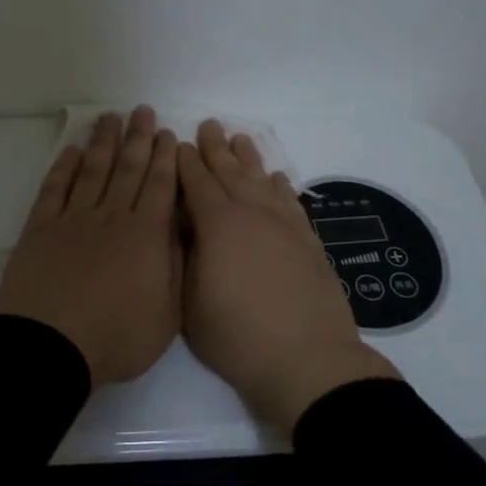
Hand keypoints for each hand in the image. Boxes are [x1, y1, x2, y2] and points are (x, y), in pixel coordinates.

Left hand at [0, 107, 181, 386]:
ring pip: (93, 171)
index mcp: (146, 235)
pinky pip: (55, 189)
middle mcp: (112, 217)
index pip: (160, 186)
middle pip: (128, 169)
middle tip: (142, 110)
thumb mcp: (167, 315)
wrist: (51, 346)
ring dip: (103, 142)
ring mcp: (74, 219)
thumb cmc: (116, 337)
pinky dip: (64, 168)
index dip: (164, 158)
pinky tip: (72, 151)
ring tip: (110, 117)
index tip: (167, 134)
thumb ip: (177, 268)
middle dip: (137, 138)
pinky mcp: (41, 228)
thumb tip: (181, 231)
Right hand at [178, 119, 400, 432]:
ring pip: (262, 180)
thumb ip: (186, 256)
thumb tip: (186, 228)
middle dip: (216, 148)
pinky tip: (277, 178)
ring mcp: (284, 225)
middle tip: (209, 124)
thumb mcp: (189, 300)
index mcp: (217, 224)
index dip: (185, 162)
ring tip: (240, 138)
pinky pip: (291, 201)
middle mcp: (252, 213)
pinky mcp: (307, 241)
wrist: (306, 360)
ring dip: (249, 158)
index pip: (196, 182)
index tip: (178, 143)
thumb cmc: (236, 336)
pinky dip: (281, 186)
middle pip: (230, 172)